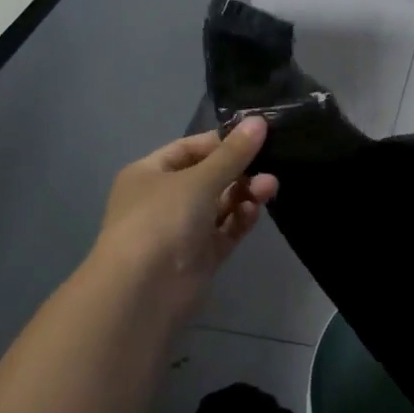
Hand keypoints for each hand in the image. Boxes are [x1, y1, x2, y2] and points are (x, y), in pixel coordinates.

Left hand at [91, 118, 278, 313]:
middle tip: (270, 164)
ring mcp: (182, 229)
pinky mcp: (199, 256)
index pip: (190, 148)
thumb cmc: (161, 220)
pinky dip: (240, 219)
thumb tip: (259, 121)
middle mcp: (164, 199)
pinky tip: (255, 210)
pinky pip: (225, 231)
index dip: (222, 141)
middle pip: (209, 176)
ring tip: (269, 187)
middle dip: (239, 170)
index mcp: (150, 173)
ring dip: (244, 193)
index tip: (256, 136)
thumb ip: (232, 153)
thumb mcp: (198, 179)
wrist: (143, 291)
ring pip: (220, 204)